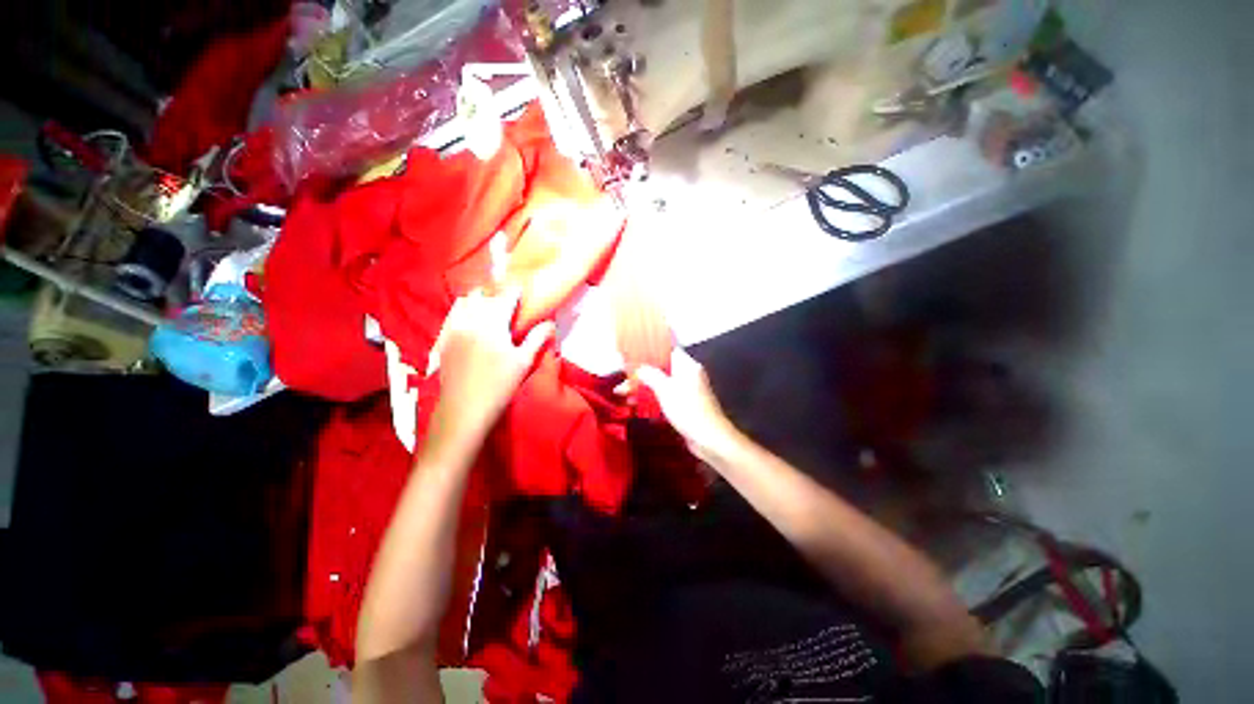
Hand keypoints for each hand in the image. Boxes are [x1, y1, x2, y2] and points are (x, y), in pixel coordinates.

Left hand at [429, 288, 553, 444]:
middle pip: (482, 296)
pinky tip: (468, 319)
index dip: (514, 291)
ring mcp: (453, 329)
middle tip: (506, 300)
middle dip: (495, 294)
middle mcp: (470, 320)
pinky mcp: (443, 340)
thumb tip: (550, 322)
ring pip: (463, 303)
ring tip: (487, 306)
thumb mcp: (523, 362)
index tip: (521, 289)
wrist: (464, 409)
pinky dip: (461, 311)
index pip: (504, 298)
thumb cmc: (499, 385)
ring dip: (477, 300)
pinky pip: (451, 316)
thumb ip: (536, 338)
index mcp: (492, 324)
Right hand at [635, 348, 738, 459]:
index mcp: (687, 366)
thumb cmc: (688, 410)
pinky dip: (652, 398)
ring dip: (644, 388)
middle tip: (624, 380)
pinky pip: (665, 397)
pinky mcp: (685, 406)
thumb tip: (640, 368)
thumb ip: (651, 375)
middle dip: (642, 374)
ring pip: (661, 384)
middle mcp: (688, 375)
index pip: (667, 350)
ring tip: (624, 393)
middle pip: (662, 369)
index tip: (633, 355)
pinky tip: (637, 404)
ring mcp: (687, 391)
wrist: (709, 439)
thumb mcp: (665, 389)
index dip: (650, 351)